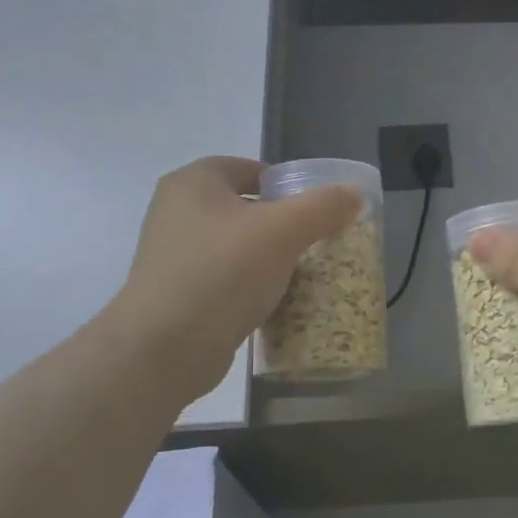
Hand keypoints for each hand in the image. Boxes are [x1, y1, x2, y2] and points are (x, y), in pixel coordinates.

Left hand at [108, 157, 360, 404]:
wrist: (163, 350)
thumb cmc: (222, 273)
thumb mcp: (283, 231)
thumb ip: (322, 206)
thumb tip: (354, 193)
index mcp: (193, 183)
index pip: (249, 167)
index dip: (286, 183)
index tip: (316, 208)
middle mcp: (176, 211)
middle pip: (245, 206)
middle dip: (282, 223)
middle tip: (315, 241)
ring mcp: (173, 255)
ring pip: (236, 245)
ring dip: (267, 257)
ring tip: (302, 273)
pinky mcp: (177, 293)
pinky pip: (225, 278)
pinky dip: (250, 285)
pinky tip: (274, 302)